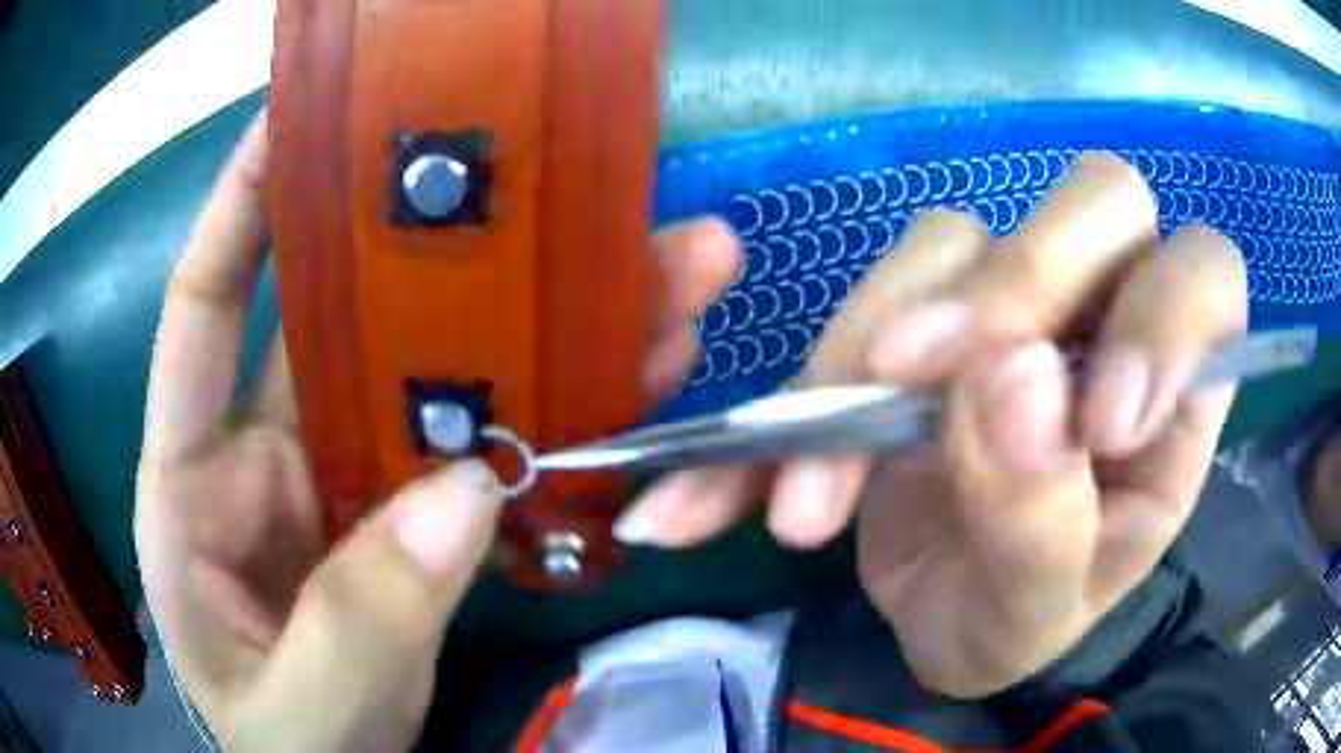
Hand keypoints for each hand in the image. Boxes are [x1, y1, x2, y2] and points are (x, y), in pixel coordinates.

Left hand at [134, 113, 739, 750]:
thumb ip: (358, 621)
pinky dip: (545, 412)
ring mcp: (343, 480)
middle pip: (350, 321)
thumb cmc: (283, 745)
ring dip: (534, 324)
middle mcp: (265, 451)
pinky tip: (623, 376)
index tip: (297, 119)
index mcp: (193, 481)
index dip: (240, 207)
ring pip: (437, 374)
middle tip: (540, 183)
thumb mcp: (301, 706)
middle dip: (440, 248)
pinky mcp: (406, 518)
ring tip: (646, 270)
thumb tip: (464, 501)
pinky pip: (479, 445)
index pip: (202, 309)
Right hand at [613, 154, 1246, 696]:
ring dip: (870, 351)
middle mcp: (1104, 318)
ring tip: (812, 500)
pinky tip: (739, 484)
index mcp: (1175, 396)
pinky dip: (799, 391)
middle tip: (919, 388)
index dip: (1162, 316)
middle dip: (1014, 289)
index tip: (1097, 425)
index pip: (1204, 275)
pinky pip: (863, 301)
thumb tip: (1011, 381)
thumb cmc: (1018, 623)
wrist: (938, 626)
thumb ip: (1042, 516)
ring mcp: (1010, 306)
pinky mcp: (923, 318)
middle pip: (1094, 201)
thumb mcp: (1038, 610)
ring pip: (955, 240)